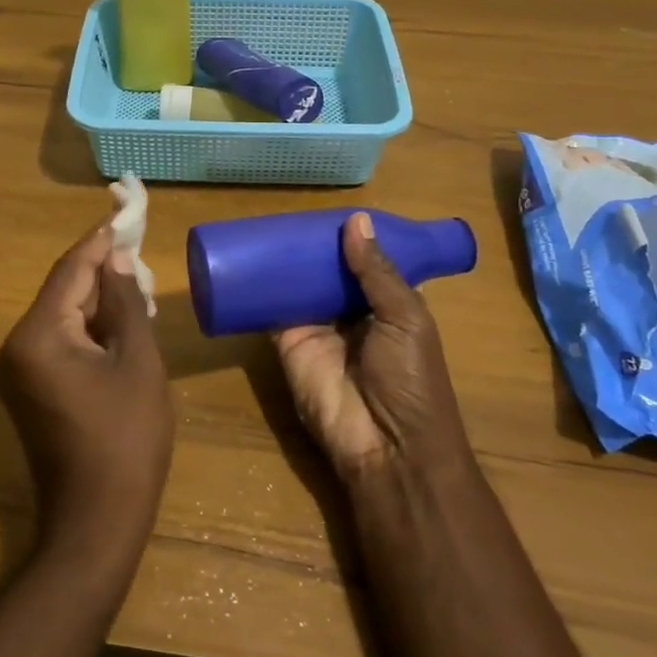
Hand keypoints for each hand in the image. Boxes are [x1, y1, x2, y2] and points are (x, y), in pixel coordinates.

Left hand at [0, 226, 171, 565]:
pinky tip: (122, 324)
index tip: (124, 215)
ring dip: (99, 303)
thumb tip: (116, 260)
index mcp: (37, 336)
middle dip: (102, 274)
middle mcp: (16, 347)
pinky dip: (90, 330)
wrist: (96, 521)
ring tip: (138, 286)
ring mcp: (19, 371)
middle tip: (140, 252)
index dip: (99, 242)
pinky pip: (60, 343)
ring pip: (63, 317)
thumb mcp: (137, 362)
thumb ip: (124, 303)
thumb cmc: (126, 439)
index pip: (70, 271)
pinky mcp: (30, 390)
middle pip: (63, 292)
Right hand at [272, 212, 474, 485]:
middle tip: (289, 213)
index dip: (351, 239)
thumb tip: (356, 220)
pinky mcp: (287, 343)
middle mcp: (350, 313)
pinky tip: (246, 258)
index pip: (365, 263)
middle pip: (327, 272)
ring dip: (285, 261)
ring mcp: (317, 328)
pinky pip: (270, 309)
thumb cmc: (410, 379)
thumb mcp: (406, 318)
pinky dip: (259, 287)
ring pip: (297, 285)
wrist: (386, 445)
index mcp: (386, 305)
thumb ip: (378, 272)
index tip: (330, 211)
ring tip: (264, 225)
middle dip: (312, 246)